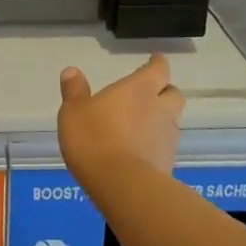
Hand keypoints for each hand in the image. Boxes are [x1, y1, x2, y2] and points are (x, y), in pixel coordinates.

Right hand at [57, 54, 184, 186]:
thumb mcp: (74, 111)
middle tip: (151, 93)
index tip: (157, 59)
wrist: (122, 186)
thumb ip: (75, 91)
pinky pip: (165, 146)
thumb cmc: (95, 138)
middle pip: (173, 94)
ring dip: (162, 118)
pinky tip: (141, 151)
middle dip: (165, 91)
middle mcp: (159, 109)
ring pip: (172, 120)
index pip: (158, 69)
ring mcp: (167, 138)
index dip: (157, 63)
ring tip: (143, 124)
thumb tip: (72, 71)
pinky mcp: (168, 164)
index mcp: (139, 89)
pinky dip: (156, 144)